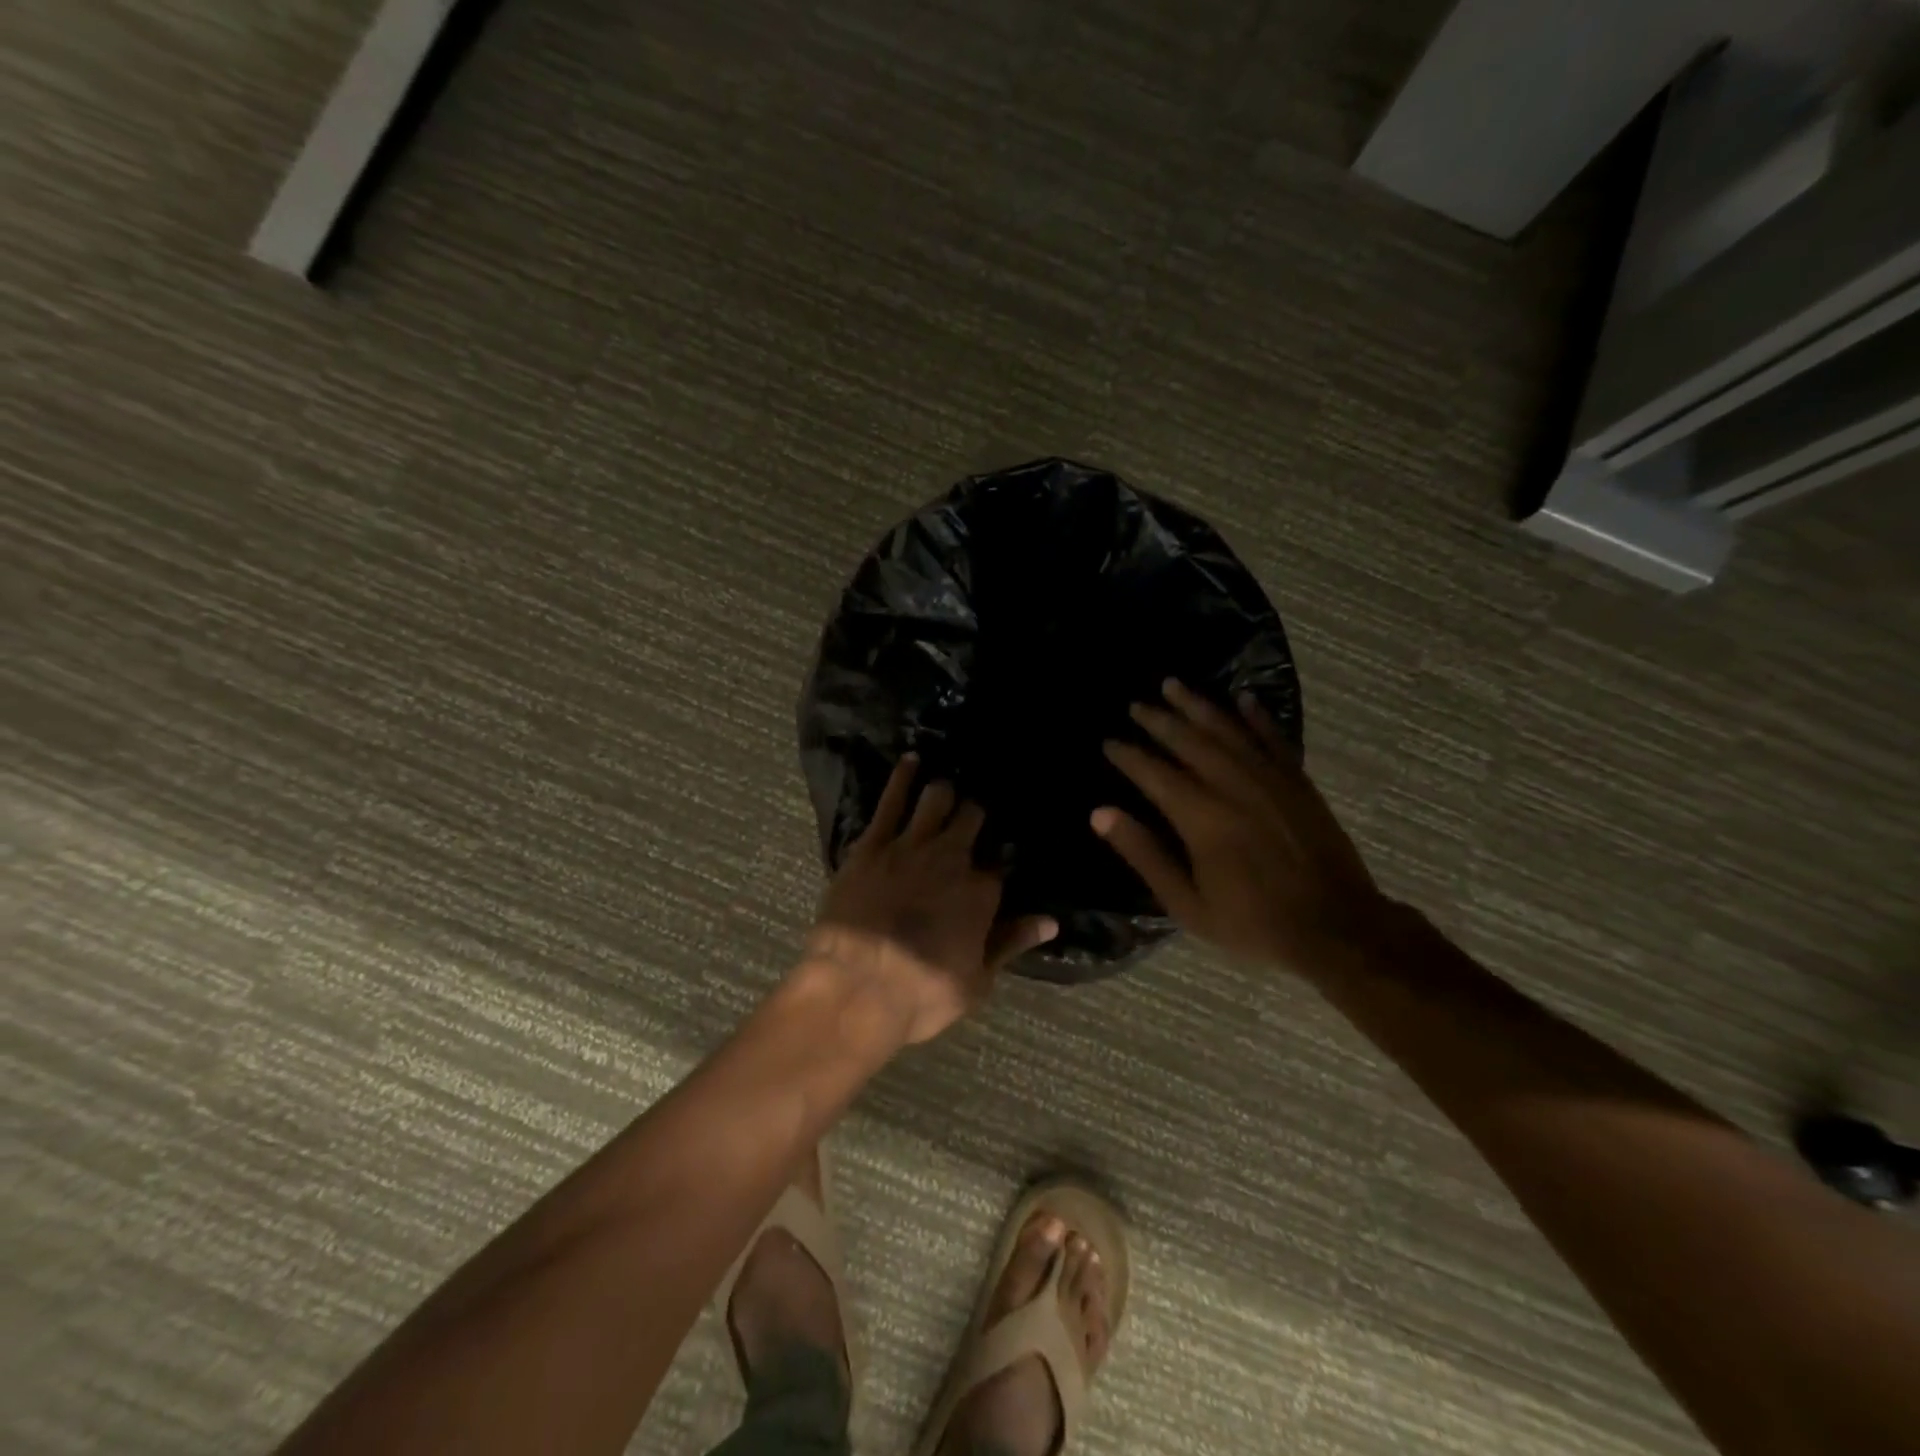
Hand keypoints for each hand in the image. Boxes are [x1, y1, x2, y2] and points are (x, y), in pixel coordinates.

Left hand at [802, 755, 1057, 1045]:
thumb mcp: (977, 981)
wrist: (857, 987)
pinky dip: (903, 777)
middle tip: (974, 812)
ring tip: (947, 785)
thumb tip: (1050, 921)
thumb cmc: (921, 993)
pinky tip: (910, 759)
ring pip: (936, 801)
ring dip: (945, 792)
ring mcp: (911, 846)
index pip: (998, 864)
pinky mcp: (872, 844)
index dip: (998, 859)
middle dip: (975, 814)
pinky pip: (891, 801)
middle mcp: (952, 858)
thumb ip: (1011, 943)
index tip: (997, 856)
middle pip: (971, 821)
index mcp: (981, 892)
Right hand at [1092, 679, 1395, 977]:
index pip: (1154, 774)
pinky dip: (1257, 717)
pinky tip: (1243, 698)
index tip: (1109, 742)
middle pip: (1189, 742)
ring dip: (1198, 706)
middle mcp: (1233, 786)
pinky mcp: (1299, 783)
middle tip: (1136, 704)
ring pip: (1228, 731)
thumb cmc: (1252, 923)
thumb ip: (1144, 854)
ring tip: (1174, 685)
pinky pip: (1274, 739)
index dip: (1129, 756)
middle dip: (1159, 720)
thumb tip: (1100, 814)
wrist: (1337, 929)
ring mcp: (1271, 780)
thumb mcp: (1186, 903)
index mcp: (1201, 817)